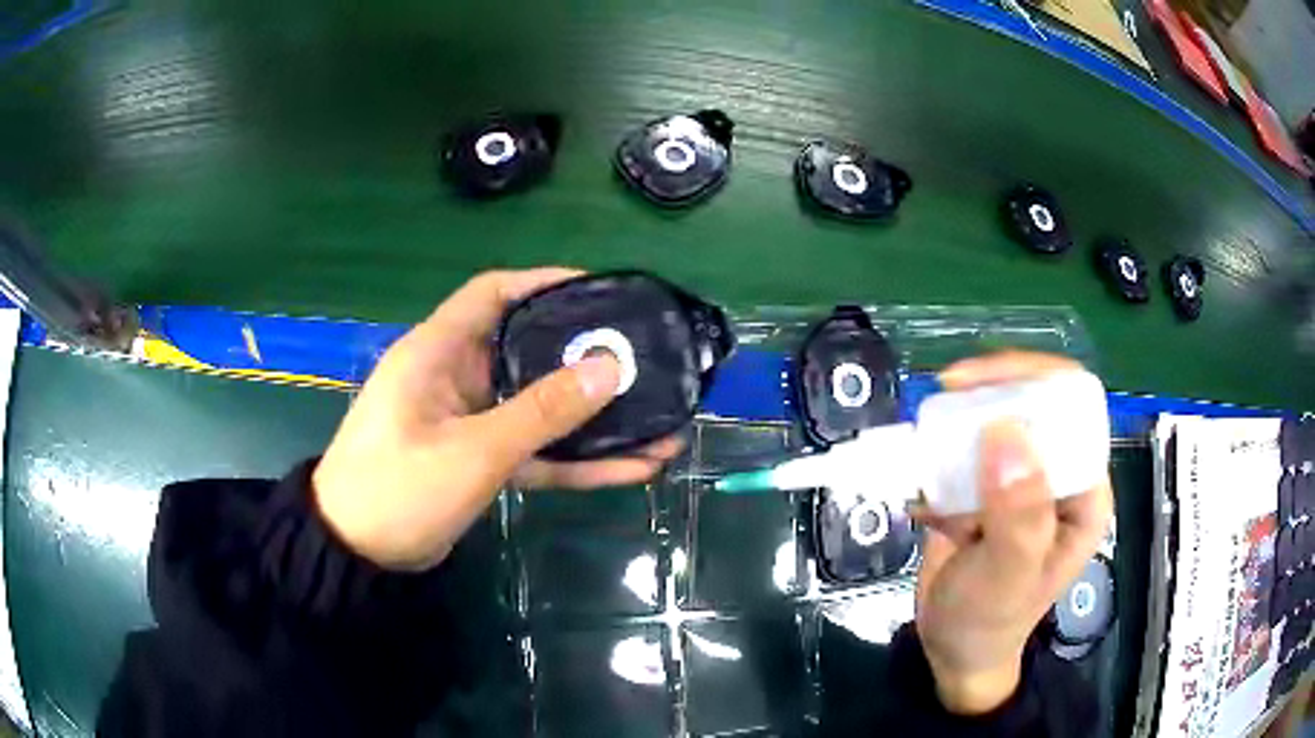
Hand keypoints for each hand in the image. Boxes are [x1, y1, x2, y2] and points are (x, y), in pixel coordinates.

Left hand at [312, 269, 683, 570]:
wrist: (358, 554)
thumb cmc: (398, 488)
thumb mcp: (473, 451)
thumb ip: (542, 412)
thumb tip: (610, 368)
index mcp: (439, 351)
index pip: (495, 293)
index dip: (545, 283)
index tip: (600, 292)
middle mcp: (456, 377)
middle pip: (529, 351)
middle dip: (587, 360)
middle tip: (645, 361)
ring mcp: (470, 422)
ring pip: (539, 410)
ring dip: (593, 422)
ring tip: (659, 427)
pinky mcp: (480, 461)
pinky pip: (535, 452)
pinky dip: (576, 461)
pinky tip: (632, 470)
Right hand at [912, 351, 1113, 714]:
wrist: (952, 650)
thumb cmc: (989, 620)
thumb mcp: (1008, 574)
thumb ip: (1018, 513)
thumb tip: (1005, 430)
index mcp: (1084, 489)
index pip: (1074, 407)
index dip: (1034, 380)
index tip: (981, 383)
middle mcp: (1058, 476)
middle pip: (1036, 401)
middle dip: (993, 392)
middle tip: (948, 391)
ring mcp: (1021, 480)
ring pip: (998, 419)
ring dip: (962, 423)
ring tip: (930, 443)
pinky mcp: (987, 489)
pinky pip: (967, 451)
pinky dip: (941, 456)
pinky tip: (923, 494)